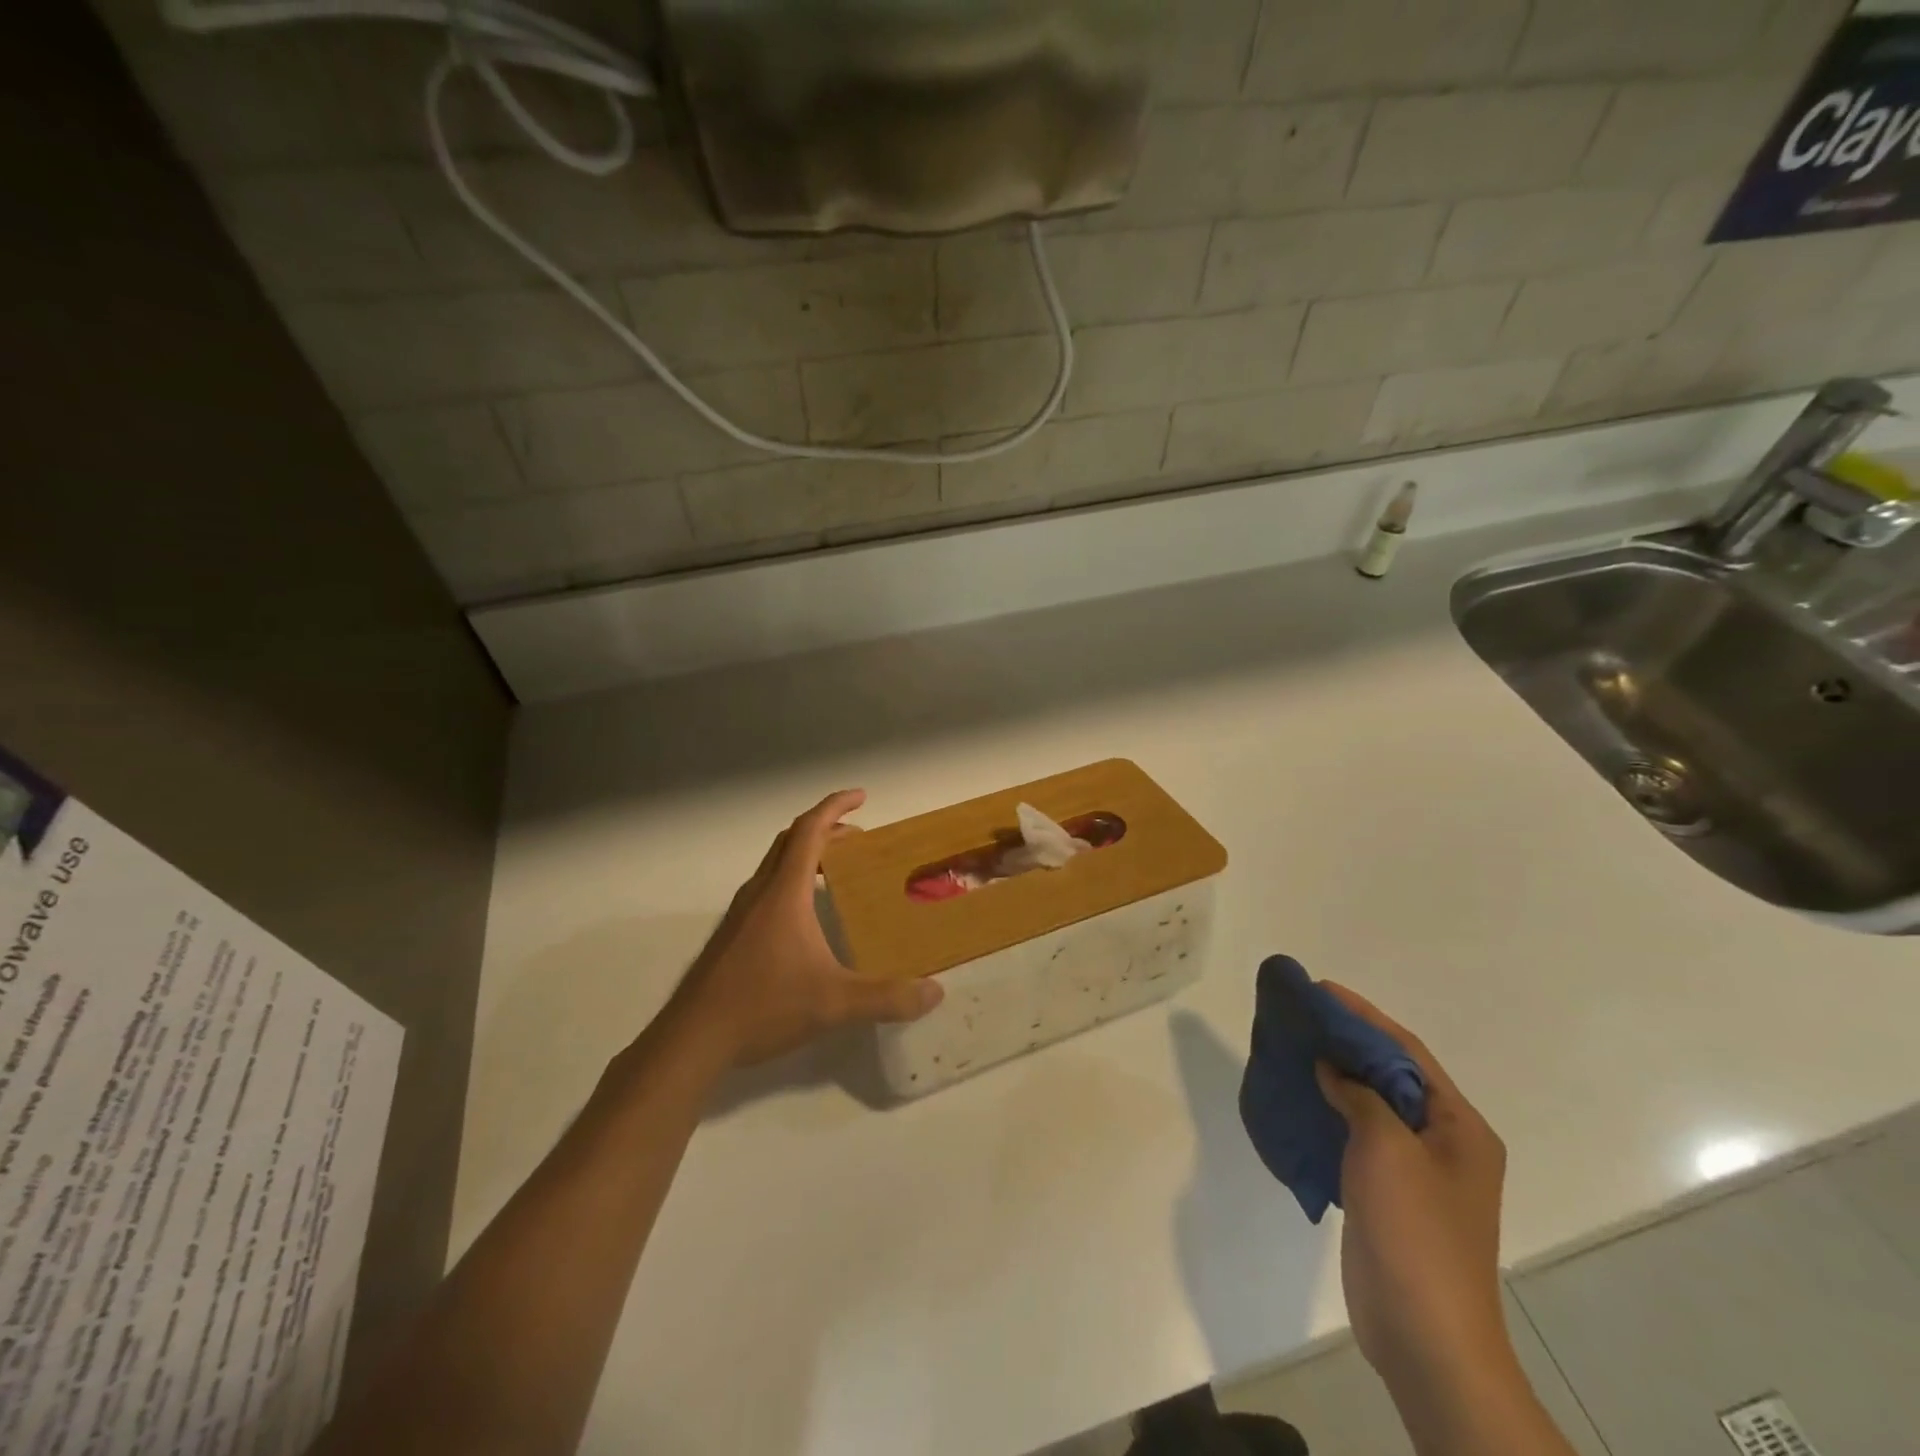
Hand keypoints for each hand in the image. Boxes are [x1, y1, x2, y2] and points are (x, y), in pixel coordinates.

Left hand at [666, 790, 942, 1066]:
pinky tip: (805, 917)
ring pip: (775, 865)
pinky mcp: (731, 936)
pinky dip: (791, 881)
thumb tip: (934, 993)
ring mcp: (740, 913)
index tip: (862, 795)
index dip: (836, 806)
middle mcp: (760, 892)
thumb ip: (886, 997)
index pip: (810, 830)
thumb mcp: (834, 1003)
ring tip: (836, 871)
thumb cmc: (763, 1006)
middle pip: (791, 841)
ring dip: (806, 854)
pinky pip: (766, 888)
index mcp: (784, 892)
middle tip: (858, 839)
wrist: (692, 1038)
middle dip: (826, 829)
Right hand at [1314, 985, 1509, 1396]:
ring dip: (1334, 1075)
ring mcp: (1416, 1170)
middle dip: (1346, 1041)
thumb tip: (1331, 1066)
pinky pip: (1356, 1135)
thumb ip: (1359, 1096)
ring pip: (1369, 1104)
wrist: (1425, 1336)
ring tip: (1292, 1047)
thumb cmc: (1415, 1233)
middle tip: (1300, 1015)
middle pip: (1389, 1074)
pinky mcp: (1387, 1193)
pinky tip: (1298, 1099)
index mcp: (1459, 1126)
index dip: (1363, 1016)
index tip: (1320, 989)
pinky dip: (1329, 1111)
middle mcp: (1443, 1141)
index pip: (1407, 1052)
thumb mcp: (1386, 1148)